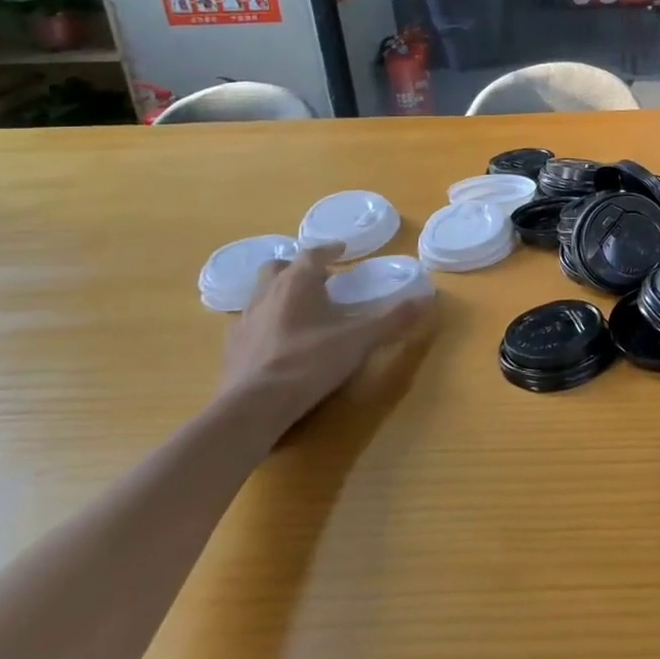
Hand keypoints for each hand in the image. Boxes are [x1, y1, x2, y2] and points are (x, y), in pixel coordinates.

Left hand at [218, 244, 433, 433]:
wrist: (252, 408)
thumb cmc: (308, 362)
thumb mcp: (360, 340)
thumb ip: (393, 319)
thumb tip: (427, 299)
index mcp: (297, 284)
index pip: (312, 254)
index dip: (329, 250)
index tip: (342, 251)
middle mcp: (266, 295)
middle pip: (276, 268)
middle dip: (296, 268)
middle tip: (318, 278)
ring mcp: (244, 322)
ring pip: (259, 295)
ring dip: (278, 294)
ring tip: (299, 308)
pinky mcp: (231, 350)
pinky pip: (249, 324)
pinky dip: (265, 323)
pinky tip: (278, 340)